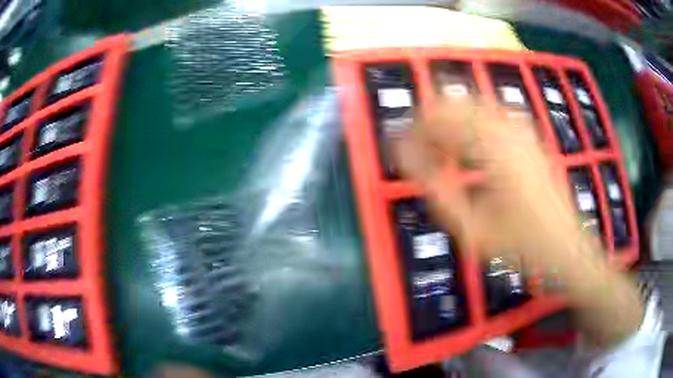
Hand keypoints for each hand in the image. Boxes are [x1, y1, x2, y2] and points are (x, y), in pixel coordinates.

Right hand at [392, 96, 641, 346]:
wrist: (567, 246)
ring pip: (471, 104)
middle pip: (454, 101)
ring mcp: (520, 127)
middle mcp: (506, 126)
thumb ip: (436, 188)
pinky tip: (471, 153)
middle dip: (430, 122)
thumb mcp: (473, 228)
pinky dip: (470, 125)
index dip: (414, 130)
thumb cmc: (522, 244)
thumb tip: (404, 156)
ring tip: (444, 154)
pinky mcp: (527, 134)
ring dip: (450, 123)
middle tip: (421, 153)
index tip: (402, 151)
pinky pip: (489, 114)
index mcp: (493, 146)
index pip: (439, 116)